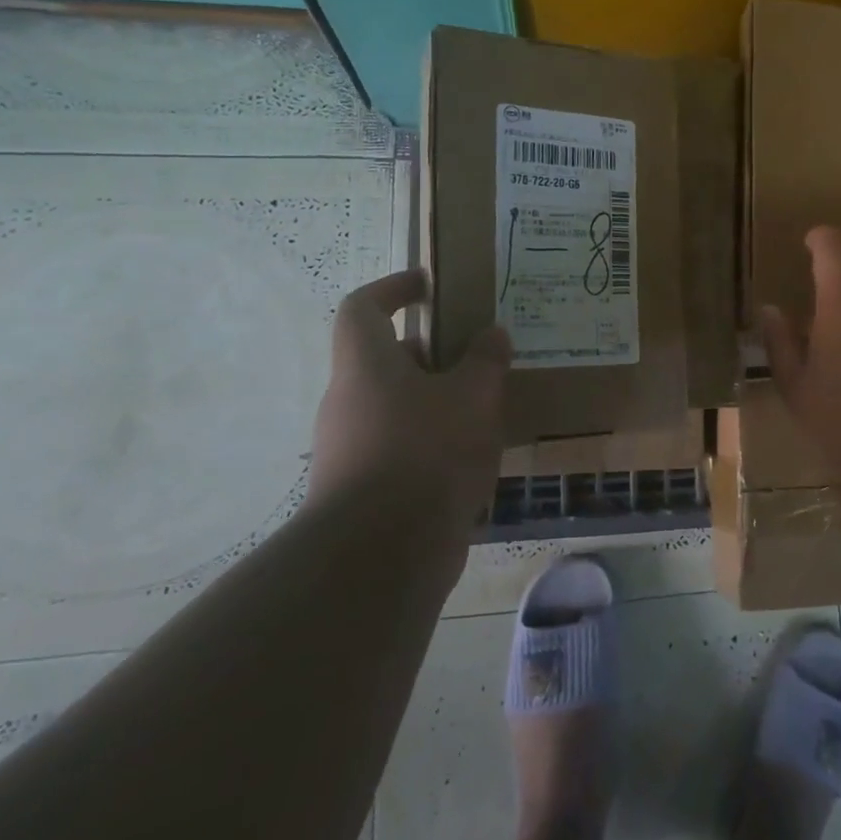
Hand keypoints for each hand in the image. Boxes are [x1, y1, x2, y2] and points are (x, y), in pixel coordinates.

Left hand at [307, 270, 510, 542]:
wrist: (383, 553)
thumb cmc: (427, 452)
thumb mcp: (473, 396)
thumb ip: (485, 361)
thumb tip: (492, 334)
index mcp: (366, 366)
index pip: (362, 308)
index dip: (392, 289)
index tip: (427, 286)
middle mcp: (349, 401)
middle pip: (385, 361)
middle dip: (432, 354)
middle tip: (477, 356)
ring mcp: (351, 448)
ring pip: (397, 407)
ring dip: (437, 400)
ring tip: (486, 407)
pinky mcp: (365, 488)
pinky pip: (402, 446)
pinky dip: (434, 441)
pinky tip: (473, 455)